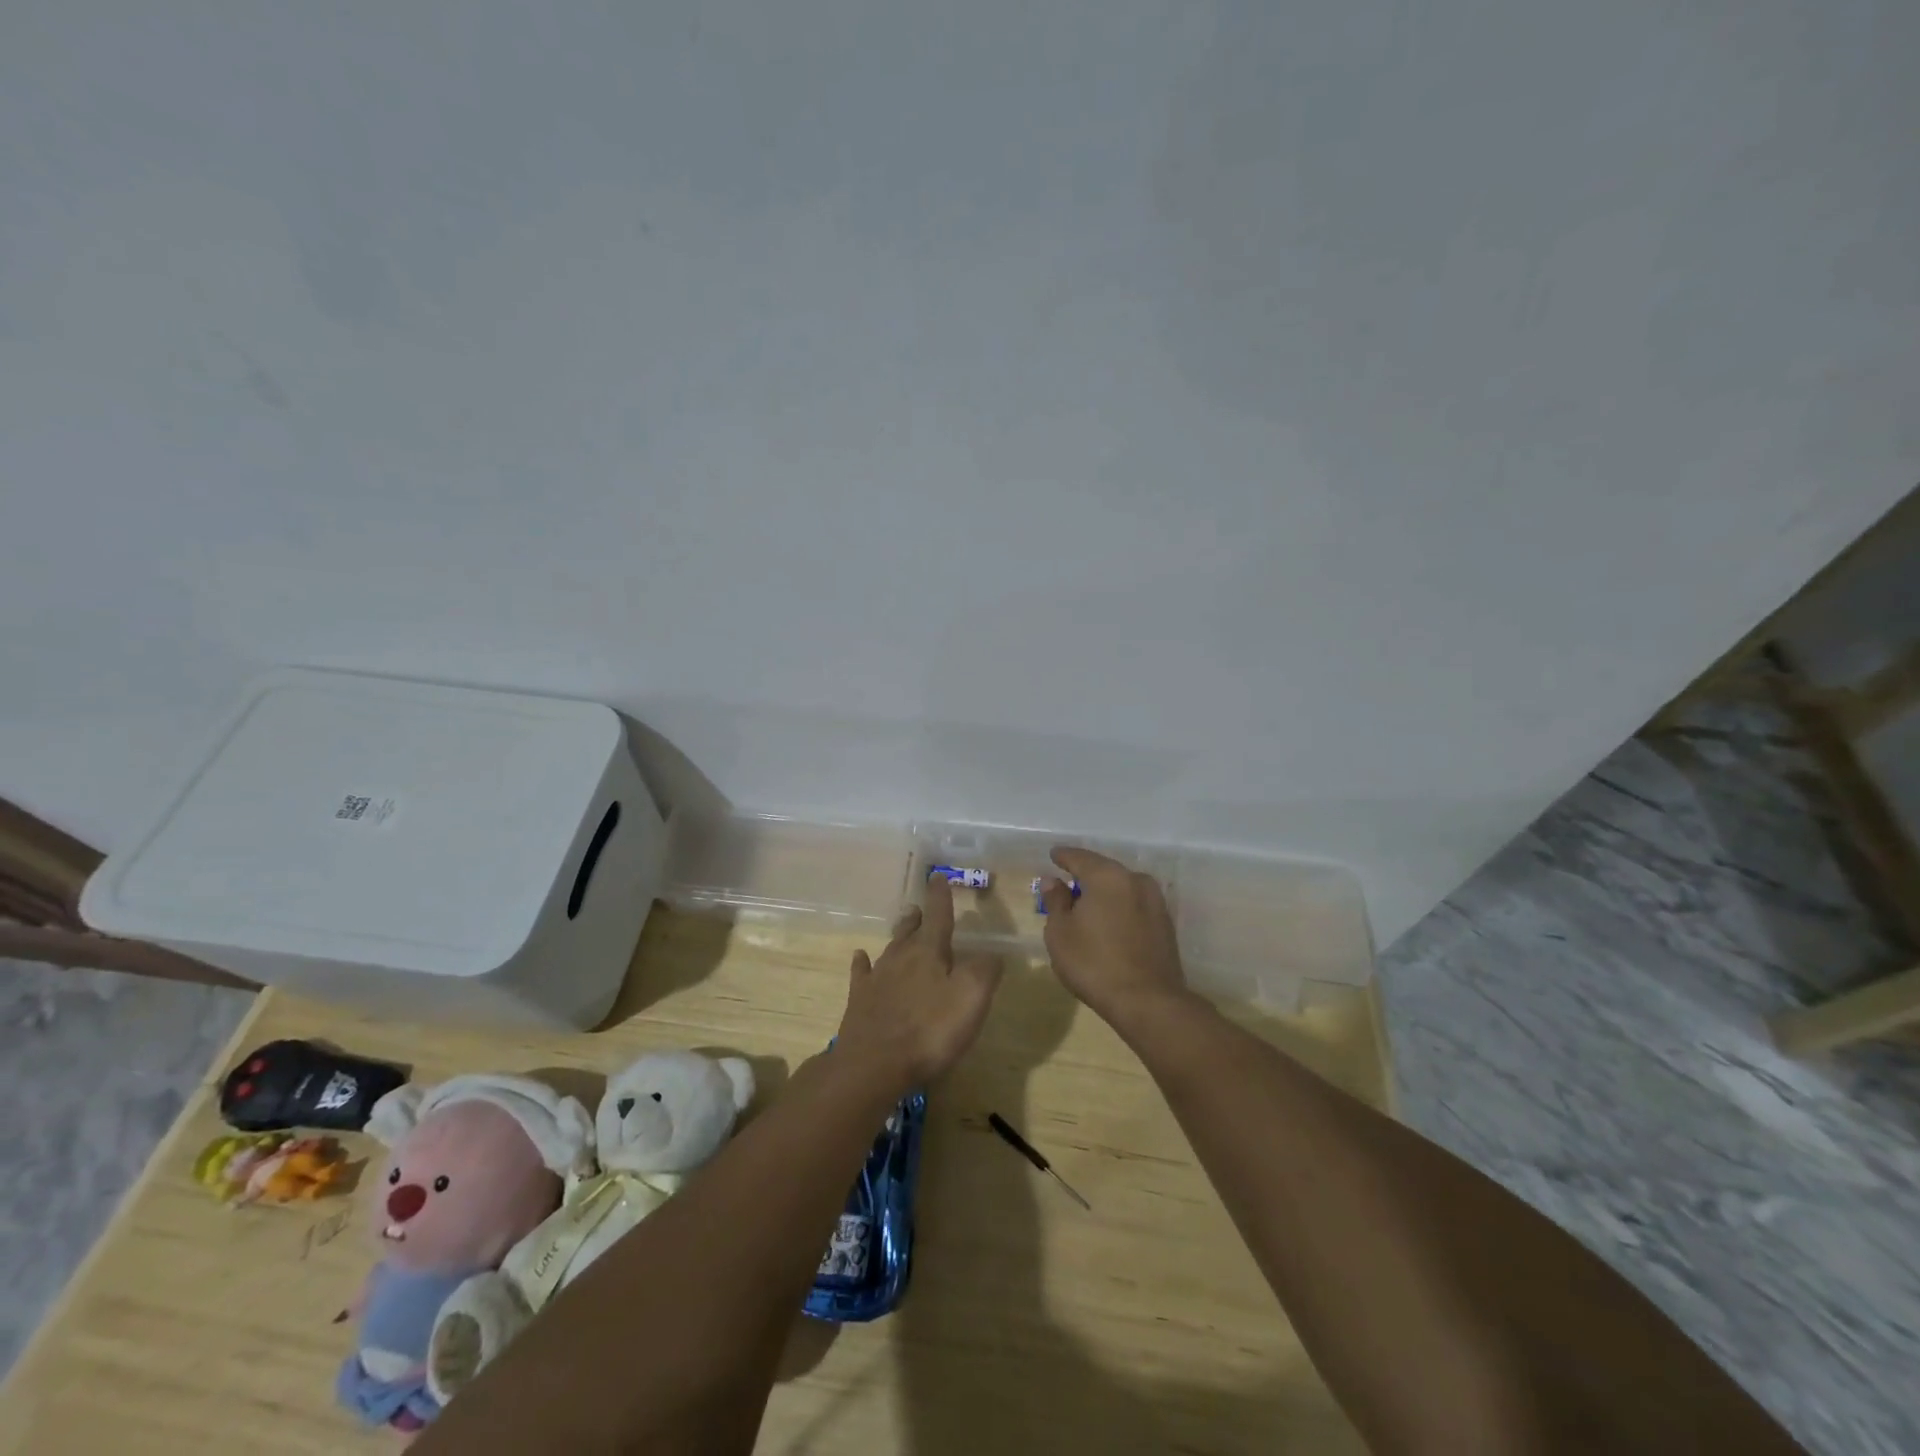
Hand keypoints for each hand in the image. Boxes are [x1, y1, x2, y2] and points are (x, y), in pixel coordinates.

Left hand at [837, 874, 1002, 1086]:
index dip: (941, 896)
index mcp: (930, 952)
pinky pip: (862, 973)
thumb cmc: (930, 1030)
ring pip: (890, 948)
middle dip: (919, 917)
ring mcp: (877, 978)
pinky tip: (861, 958)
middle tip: (921, 907)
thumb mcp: (972, 998)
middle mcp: (901, 957)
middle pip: (911, 930)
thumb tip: (992, 954)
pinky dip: (863, 963)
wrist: (874, 1064)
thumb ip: (986, 971)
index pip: (939, 915)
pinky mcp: (860, 1000)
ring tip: (904, 926)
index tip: (938, 877)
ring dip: (899, 935)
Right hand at [1041, 847, 1190, 1031]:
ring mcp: (1155, 901)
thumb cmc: (1094, 963)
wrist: (1148, 1002)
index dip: (1063, 856)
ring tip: (1086, 907)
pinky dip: (1119, 908)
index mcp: (1107, 876)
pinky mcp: (1165, 923)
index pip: (1080, 857)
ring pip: (1121, 888)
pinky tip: (1108, 922)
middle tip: (1066, 885)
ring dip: (1104, 893)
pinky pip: (1134, 905)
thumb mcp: (1060, 932)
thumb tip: (1053, 881)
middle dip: (1084, 876)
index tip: (1053, 855)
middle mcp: (1135, 880)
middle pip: (1103, 870)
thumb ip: (1056, 901)